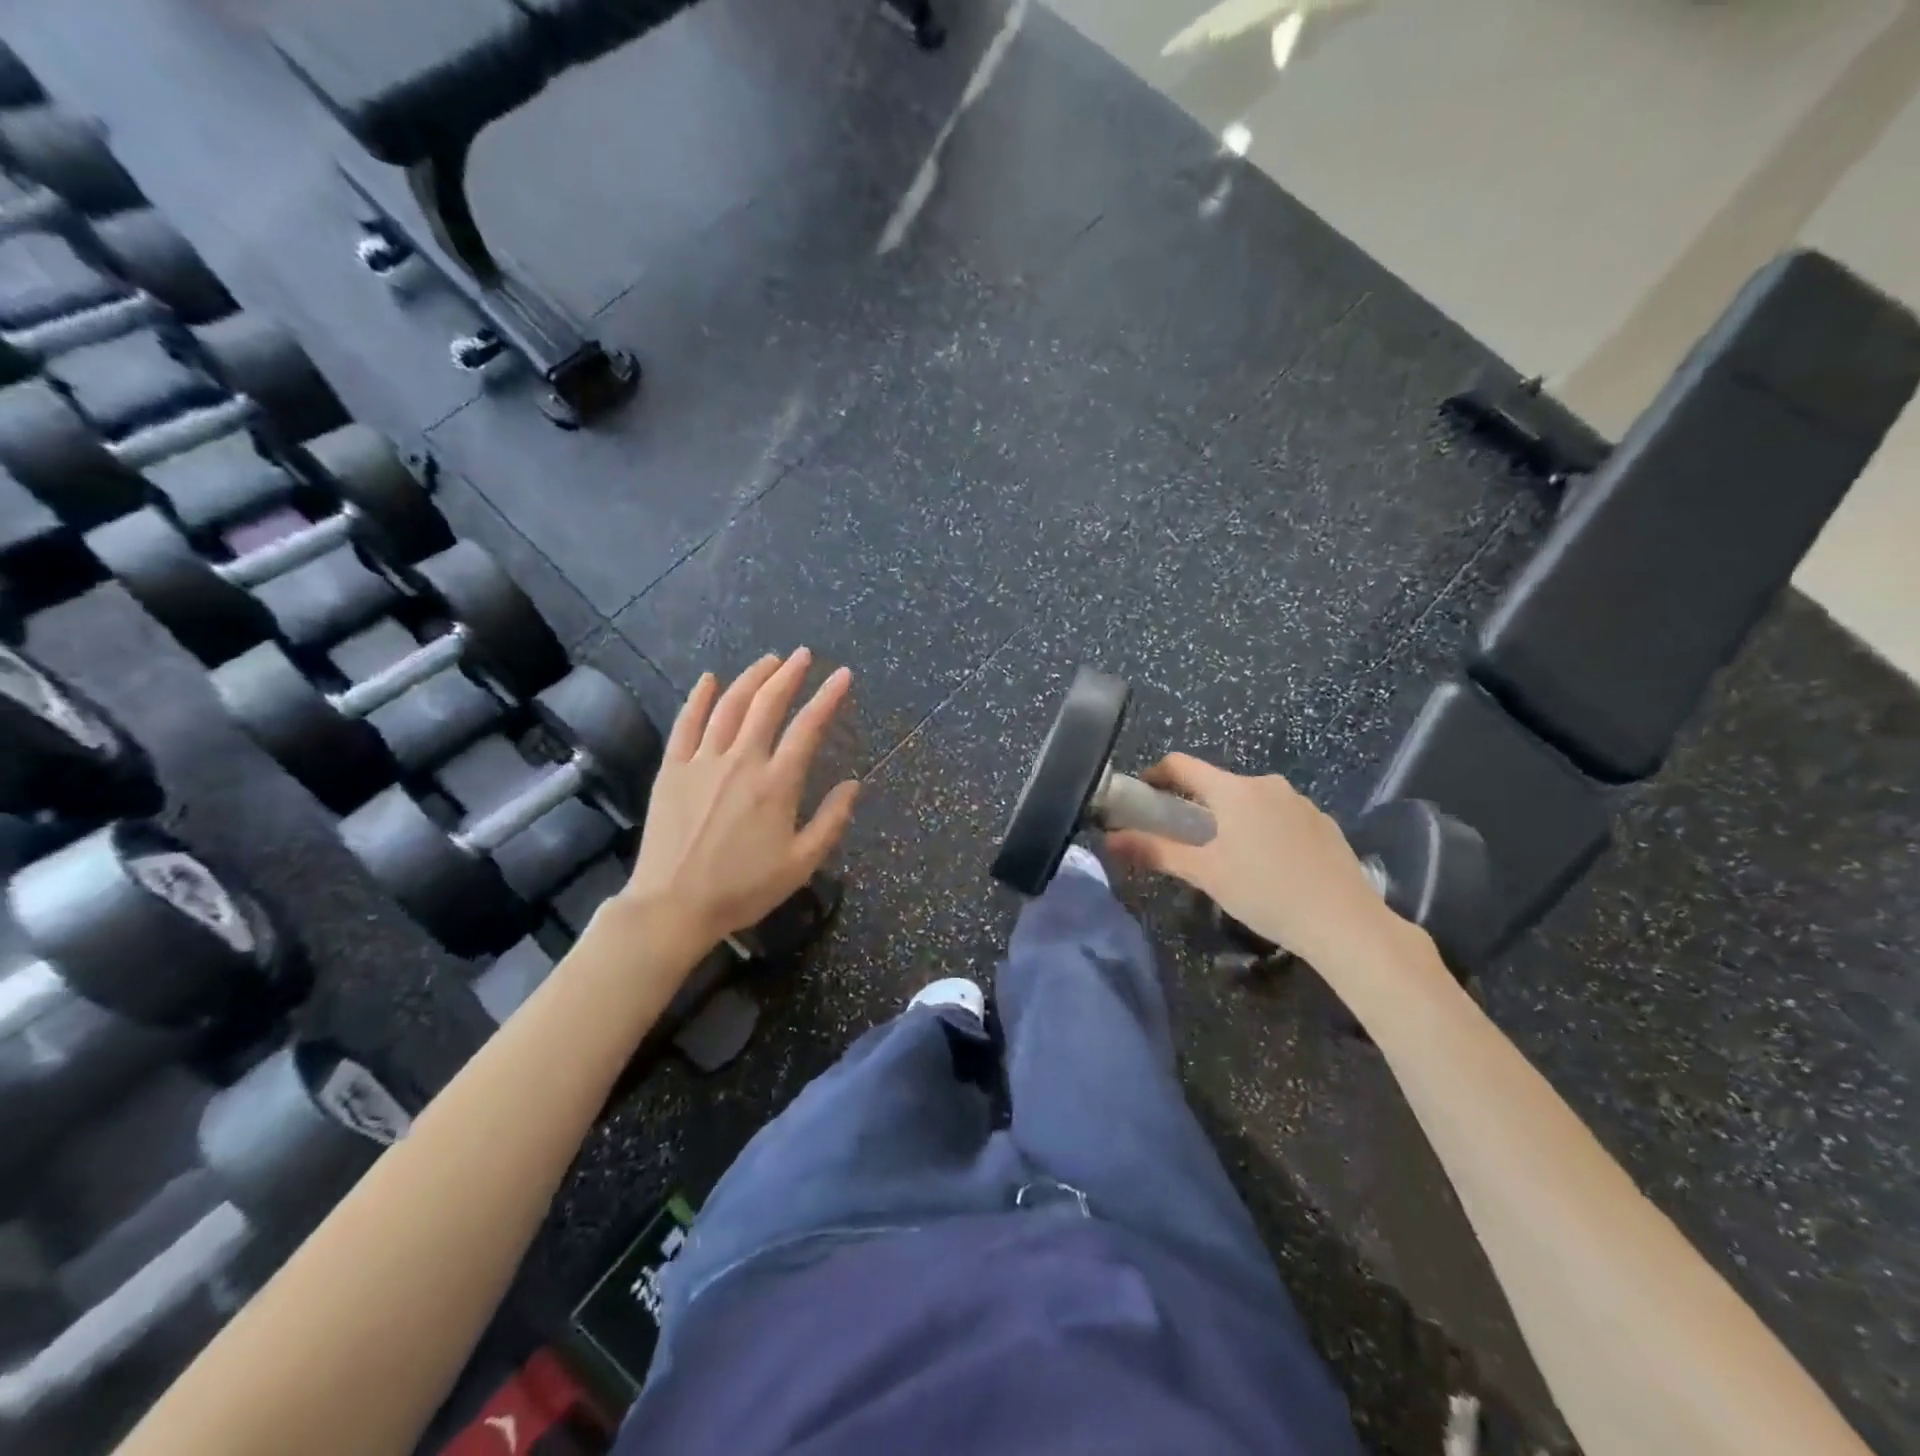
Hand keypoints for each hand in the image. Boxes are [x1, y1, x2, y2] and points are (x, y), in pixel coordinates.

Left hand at [622, 649, 859, 945]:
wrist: (673, 905)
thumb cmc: (743, 889)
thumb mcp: (801, 864)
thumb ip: (832, 821)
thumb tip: (853, 784)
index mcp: (777, 783)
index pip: (808, 727)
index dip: (828, 697)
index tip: (842, 675)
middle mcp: (741, 761)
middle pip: (767, 704)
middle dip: (789, 674)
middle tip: (803, 655)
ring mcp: (702, 761)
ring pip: (729, 705)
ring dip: (751, 678)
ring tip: (768, 661)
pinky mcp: (672, 769)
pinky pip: (686, 723)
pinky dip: (698, 697)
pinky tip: (709, 679)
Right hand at [1106, 754, 1395, 962]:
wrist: (1345, 923)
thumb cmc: (1265, 892)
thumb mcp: (1205, 874)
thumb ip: (1156, 851)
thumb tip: (1110, 839)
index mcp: (1234, 790)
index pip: (1182, 764)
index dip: (1155, 774)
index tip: (1141, 795)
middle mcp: (1267, 784)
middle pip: (1217, 783)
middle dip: (1194, 804)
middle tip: (1181, 838)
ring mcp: (1300, 802)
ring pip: (1250, 800)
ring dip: (1230, 818)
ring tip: (1227, 857)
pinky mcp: (1323, 822)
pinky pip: (1279, 815)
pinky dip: (1262, 829)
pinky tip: (1268, 866)